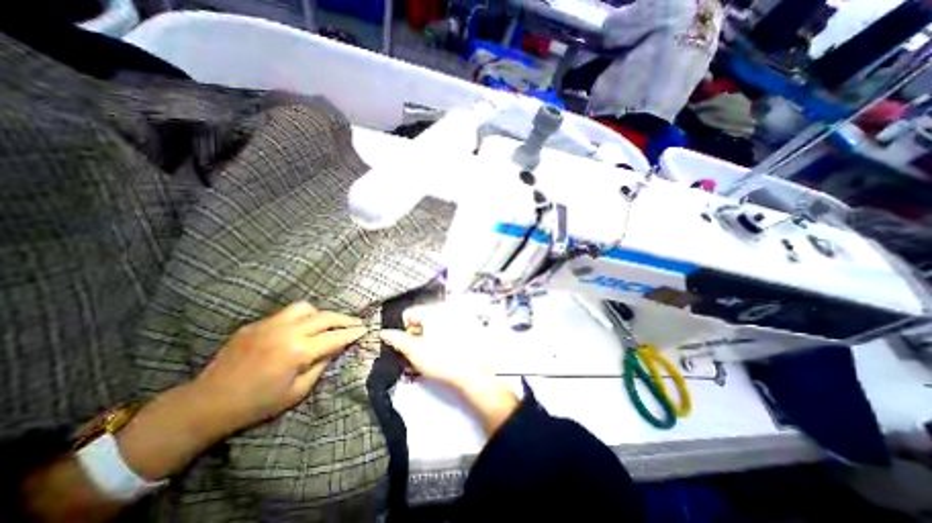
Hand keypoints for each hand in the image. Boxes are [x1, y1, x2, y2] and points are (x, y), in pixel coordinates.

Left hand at [196, 301, 367, 433]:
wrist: (206, 404)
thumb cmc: (257, 404)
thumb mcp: (298, 391)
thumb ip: (322, 365)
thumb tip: (337, 347)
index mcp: (298, 351)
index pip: (336, 336)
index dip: (353, 333)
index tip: (365, 329)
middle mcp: (287, 332)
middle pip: (326, 317)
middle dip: (345, 319)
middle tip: (355, 323)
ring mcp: (270, 325)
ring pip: (306, 307)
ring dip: (321, 314)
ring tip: (326, 323)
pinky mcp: (256, 324)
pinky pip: (286, 313)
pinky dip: (301, 317)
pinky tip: (300, 328)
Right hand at [378, 301, 494, 388]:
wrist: (470, 374)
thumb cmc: (441, 360)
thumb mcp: (413, 350)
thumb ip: (397, 339)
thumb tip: (384, 333)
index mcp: (432, 311)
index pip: (409, 313)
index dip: (402, 329)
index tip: (404, 344)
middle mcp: (444, 311)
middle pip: (421, 320)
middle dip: (414, 335)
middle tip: (414, 352)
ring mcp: (456, 320)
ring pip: (432, 327)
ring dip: (425, 339)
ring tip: (425, 356)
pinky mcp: (463, 330)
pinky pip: (444, 331)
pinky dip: (437, 340)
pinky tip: (438, 354)